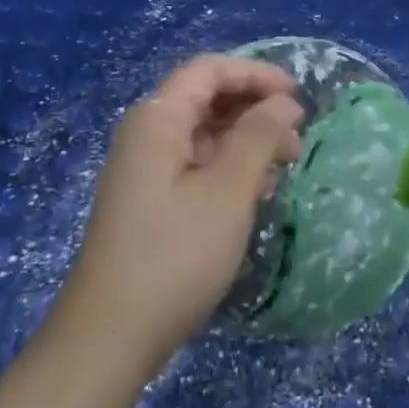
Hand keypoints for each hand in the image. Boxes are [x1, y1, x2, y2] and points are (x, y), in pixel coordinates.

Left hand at [58, 55, 302, 371]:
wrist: (108, 338)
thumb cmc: (175, 255)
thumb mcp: (228, 191)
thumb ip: (259, 136)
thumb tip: (284, 101)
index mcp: (157, 118)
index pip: (210, 69)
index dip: (257, 74)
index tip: (299, 95)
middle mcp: (146, 133)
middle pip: (206, 98)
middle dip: (255, 108)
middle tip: (297, 136)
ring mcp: (144, 168)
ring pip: (203, 133)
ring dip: (246, 140)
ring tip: (285, 166)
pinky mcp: (148, 200)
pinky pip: (194, 163)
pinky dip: (229, 167)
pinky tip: (255, 192)